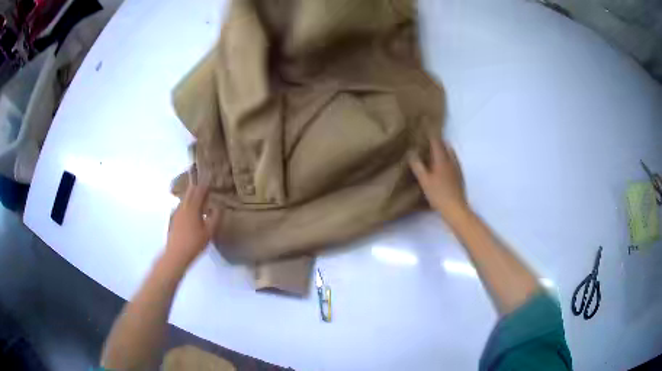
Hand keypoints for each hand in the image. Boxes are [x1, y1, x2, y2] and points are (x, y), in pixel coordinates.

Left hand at [166, 172, 219, 264]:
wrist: (176, 254)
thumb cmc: (194, 243)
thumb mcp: (209, 232)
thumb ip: (215, 218)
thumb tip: (219, 207)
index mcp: (192, 208)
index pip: (199, 191)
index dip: (205, 183)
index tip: (210, 177)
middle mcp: (183, 206)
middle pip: (190, 191)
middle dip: (197, 186)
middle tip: (204, 183)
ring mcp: (176, 212)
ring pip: (185, 198)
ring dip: (192, 195)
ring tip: (199, 197)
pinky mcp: (173, 219)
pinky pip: (182, 206)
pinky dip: (188, 204)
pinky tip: (191, 211)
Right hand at [409, 136, 468, 221]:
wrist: (455, 208)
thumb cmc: (438, 194)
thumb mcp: (424, 180)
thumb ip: (417, 165)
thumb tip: (411, 152)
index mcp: (442, 159)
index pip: (436, 142)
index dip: (430, 135)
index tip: (424, 130)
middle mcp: (451, 160)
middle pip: (445, 146)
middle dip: (437, 141)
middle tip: (428, 140)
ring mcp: (457, 168)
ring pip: (450, 153)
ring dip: (443, 149)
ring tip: (435, 151)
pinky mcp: (459, 176)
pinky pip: (453, 161)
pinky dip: (448, 158)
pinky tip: (444, 165)